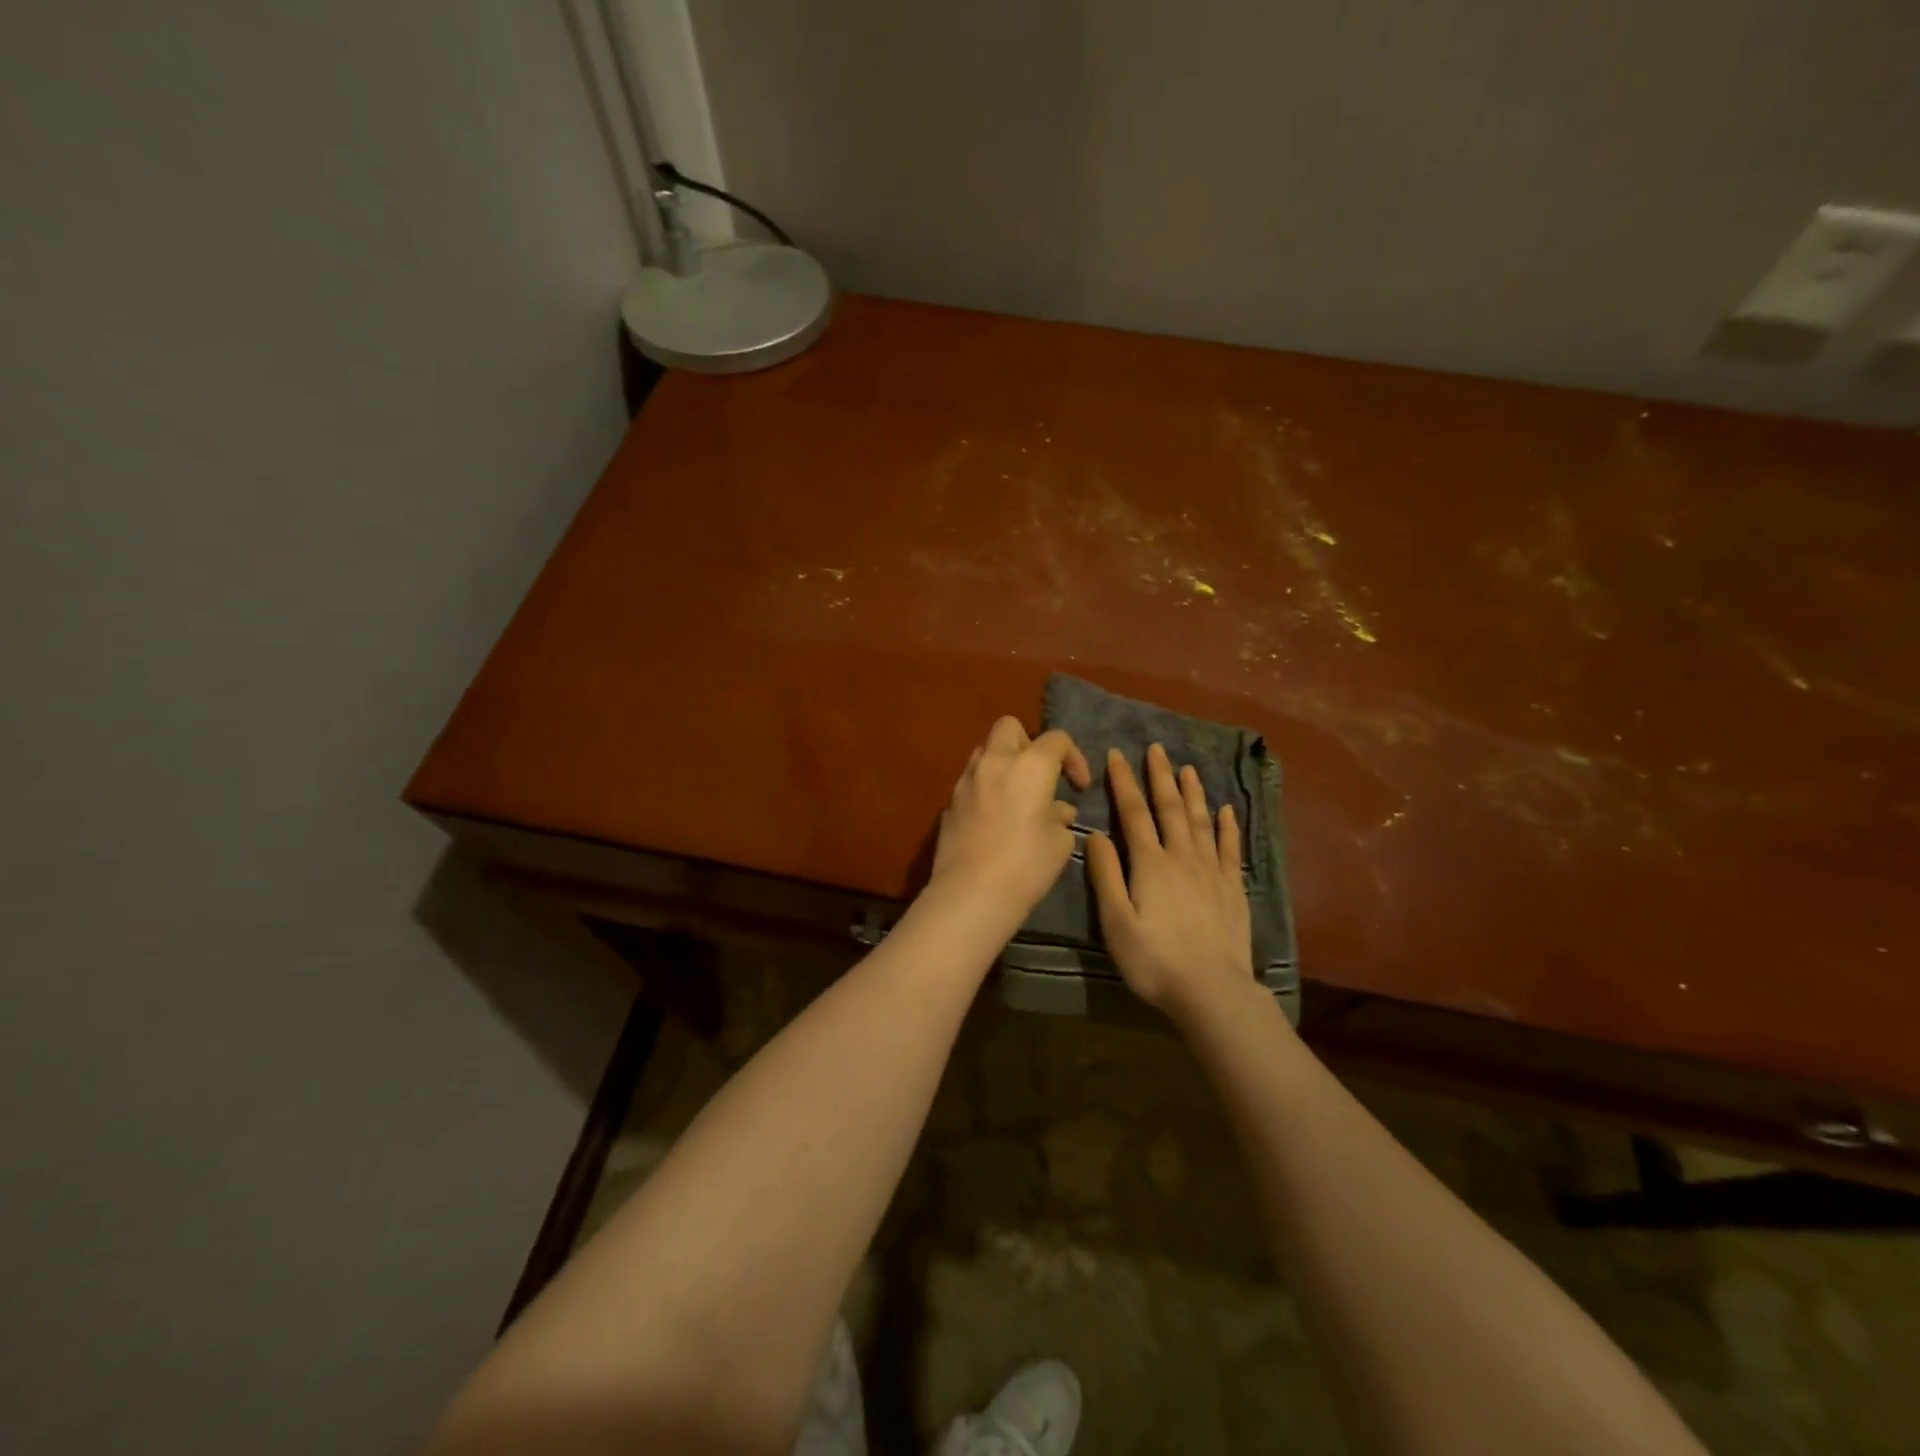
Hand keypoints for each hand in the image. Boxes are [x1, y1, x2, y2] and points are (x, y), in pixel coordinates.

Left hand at [930, 717, 1092, 924]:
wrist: (971, 893)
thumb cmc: (1026, 865)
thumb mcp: (1059, 843)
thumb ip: (1060, 817)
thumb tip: (1057, 810)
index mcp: (1030, 765)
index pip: (1057, 739)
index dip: (1074, 758)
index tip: (1079, 787)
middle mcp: (995, 762)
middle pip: (1010, 727)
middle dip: (1029, 743)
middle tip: (1040, 775)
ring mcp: (966, 780)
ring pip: (985, 751)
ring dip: (1002, 763)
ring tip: (1016, 795)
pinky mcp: (948, 802)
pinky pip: (971, 782)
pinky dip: (985, 789)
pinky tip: (993, 819)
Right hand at [1086, 743, 1253, 1021]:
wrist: (1212, 991)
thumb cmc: (1154, 959)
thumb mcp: (1115, 921)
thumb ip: (1106, 875)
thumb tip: (1096, 833)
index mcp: (1150, 863)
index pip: (1134, 813)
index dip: (1124, 782)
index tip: (1118, 754)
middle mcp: (1182, 857)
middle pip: (1170, 808)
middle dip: (1161, 777)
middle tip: (1157, 748)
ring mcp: (1212, 871)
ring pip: (1201, 821)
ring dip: (1193, 793)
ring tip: (1188, 768)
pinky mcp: (1233, 889)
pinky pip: (1230, 848)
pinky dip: (1227, 826)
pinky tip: (1226, 810)